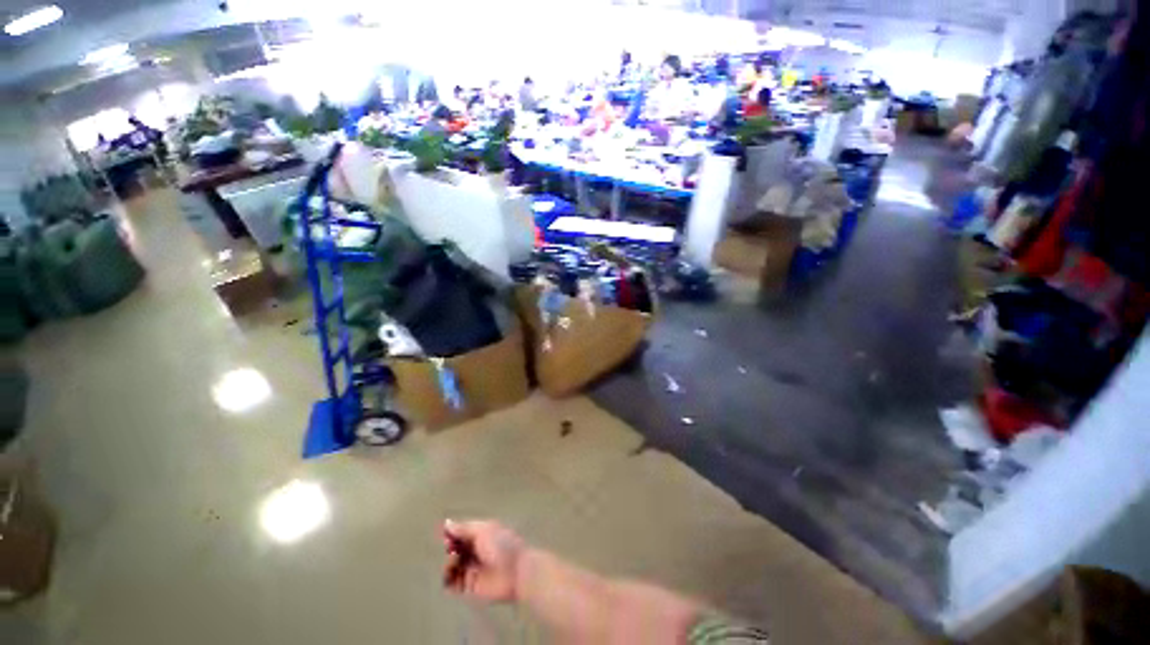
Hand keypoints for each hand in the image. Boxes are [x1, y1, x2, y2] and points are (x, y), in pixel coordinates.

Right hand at [442, 519, 524, 602]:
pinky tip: (451, 574)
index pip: (462, 532)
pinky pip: (452, 582)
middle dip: (449, 547)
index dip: (452, 533)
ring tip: (454, 561)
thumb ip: (464, 529)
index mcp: (481, 534)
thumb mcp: (483, 531)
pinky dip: (447, 578)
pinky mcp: (469, 586)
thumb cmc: (502, 546)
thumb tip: (446, 523)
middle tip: (450, 548)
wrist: (515, 572)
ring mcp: (472, 568)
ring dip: (448, 562)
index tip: (446, 534)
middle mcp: (476, 550)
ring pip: (452, 564)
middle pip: (455, 548)